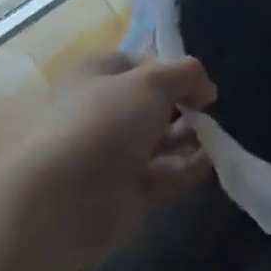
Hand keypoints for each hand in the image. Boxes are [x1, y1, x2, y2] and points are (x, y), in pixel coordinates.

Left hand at [0, 51, 217, 270]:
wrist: (58, 207)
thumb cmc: (103, 125)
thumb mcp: (154, 80)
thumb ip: (188, 74)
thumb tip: (204, 90)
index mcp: (95, 76)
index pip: (141, 63)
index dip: (171, 69)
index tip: (196, 82)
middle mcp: (99, 113)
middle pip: (153, 104)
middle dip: (184, 107)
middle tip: (207, 113)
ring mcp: (108, 156)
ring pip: (159, 140)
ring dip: (189, 137)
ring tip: (212, 138)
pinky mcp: (119, 194)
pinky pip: (160, 174)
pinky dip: (184, 168)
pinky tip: (206, 163)